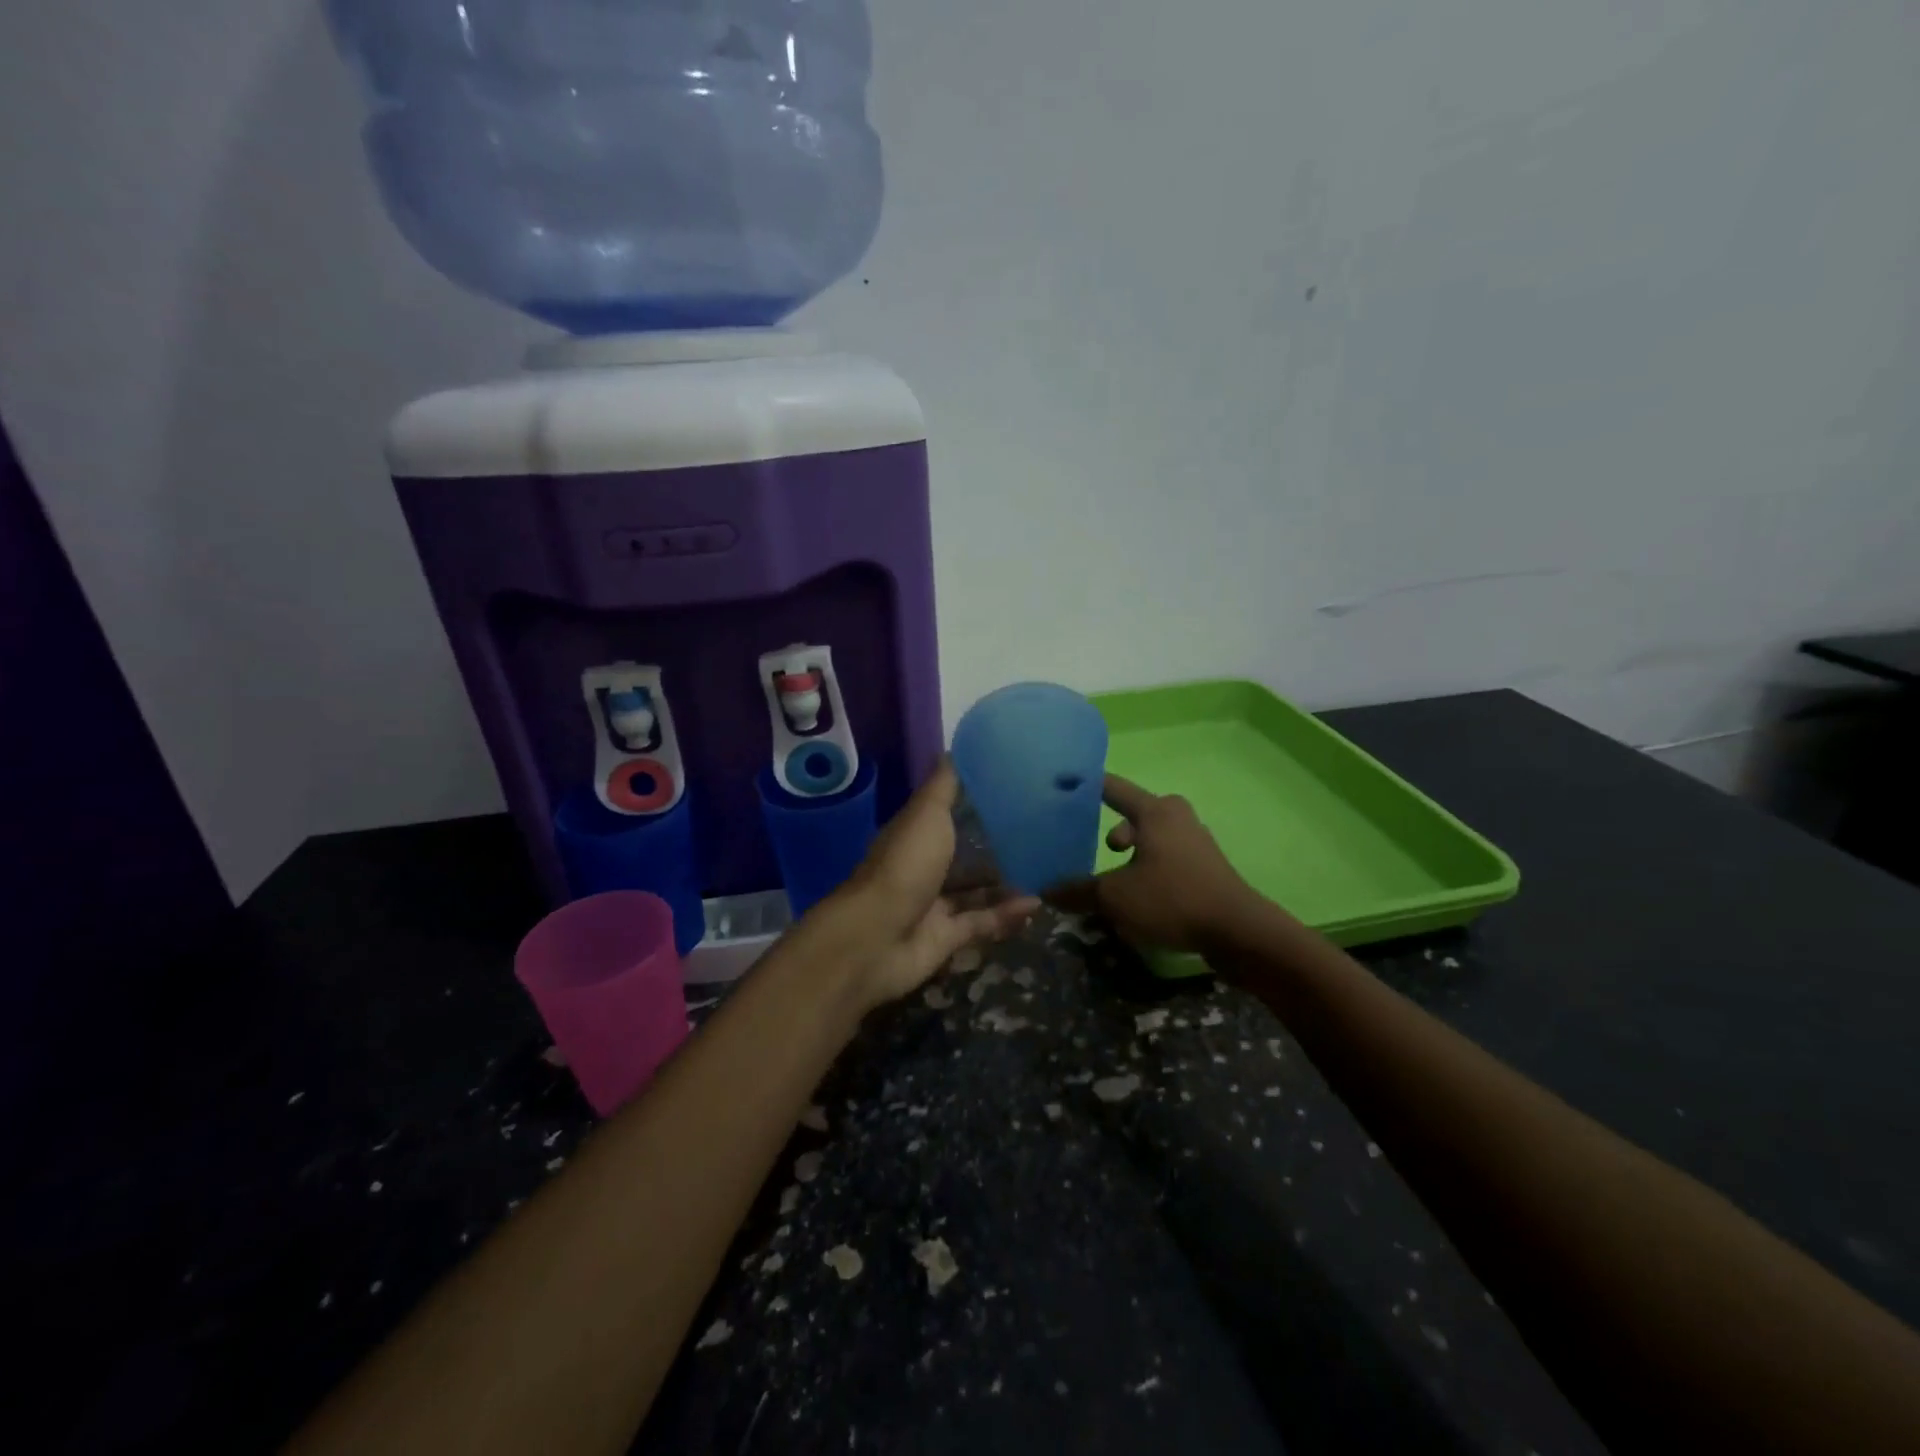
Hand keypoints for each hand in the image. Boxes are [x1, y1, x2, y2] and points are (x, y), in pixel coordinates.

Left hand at [813, 760, 1038, 1009]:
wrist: (876, 938)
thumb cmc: (904, 866)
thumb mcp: (927, 814)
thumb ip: (944, 787)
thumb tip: (955, 748)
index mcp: (914, 834)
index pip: (946, 814)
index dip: (974, 803)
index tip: (1011, 790)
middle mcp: (922, 867)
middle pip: (962, 854)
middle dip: (994, 847)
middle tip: (1038, 834)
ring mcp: (932, 905)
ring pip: (974, 891)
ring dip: (1004, 883)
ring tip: (1045, 870)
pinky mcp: (945, 939)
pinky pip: (981, 924)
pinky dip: (1006, 915)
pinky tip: (1035, 905)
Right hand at [1051, 774, 1262, 953]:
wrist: (1238, 932)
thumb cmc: (1172, 899)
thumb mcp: (1115, 897)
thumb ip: (1078, 891)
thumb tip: (1046, 890)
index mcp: (1155, 811)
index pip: (1112, 788)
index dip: (1086, 786)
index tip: (1062, 782)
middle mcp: (1177, 817)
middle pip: (1134, 814)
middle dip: (1112, 831)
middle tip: (1096, 850)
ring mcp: (1196, 842)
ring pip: (1151, 839)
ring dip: (1131, 855)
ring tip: (1114, 881)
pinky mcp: (1206, 868)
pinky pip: (1166, 858)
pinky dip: (1148, 869)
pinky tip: (1139, 896)